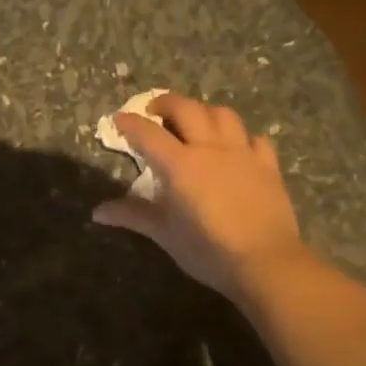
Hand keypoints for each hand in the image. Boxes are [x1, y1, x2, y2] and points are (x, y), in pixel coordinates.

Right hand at [91, 94, 306, 298]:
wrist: (265, 262)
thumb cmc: (207, 250)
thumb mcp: (164, 234)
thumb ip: (132, 215)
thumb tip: (97, 212)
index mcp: (180, 165)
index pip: (148, 134)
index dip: (130, 123)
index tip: (118, 119)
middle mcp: (210, 148)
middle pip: (187, 109)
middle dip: (166, 103)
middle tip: (154, 111)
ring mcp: (242, 153)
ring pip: (222, 115)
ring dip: (204, 111)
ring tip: (195, 122)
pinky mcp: (268, 165)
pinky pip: (254, 138)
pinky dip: (240, 136)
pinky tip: (235, 147)